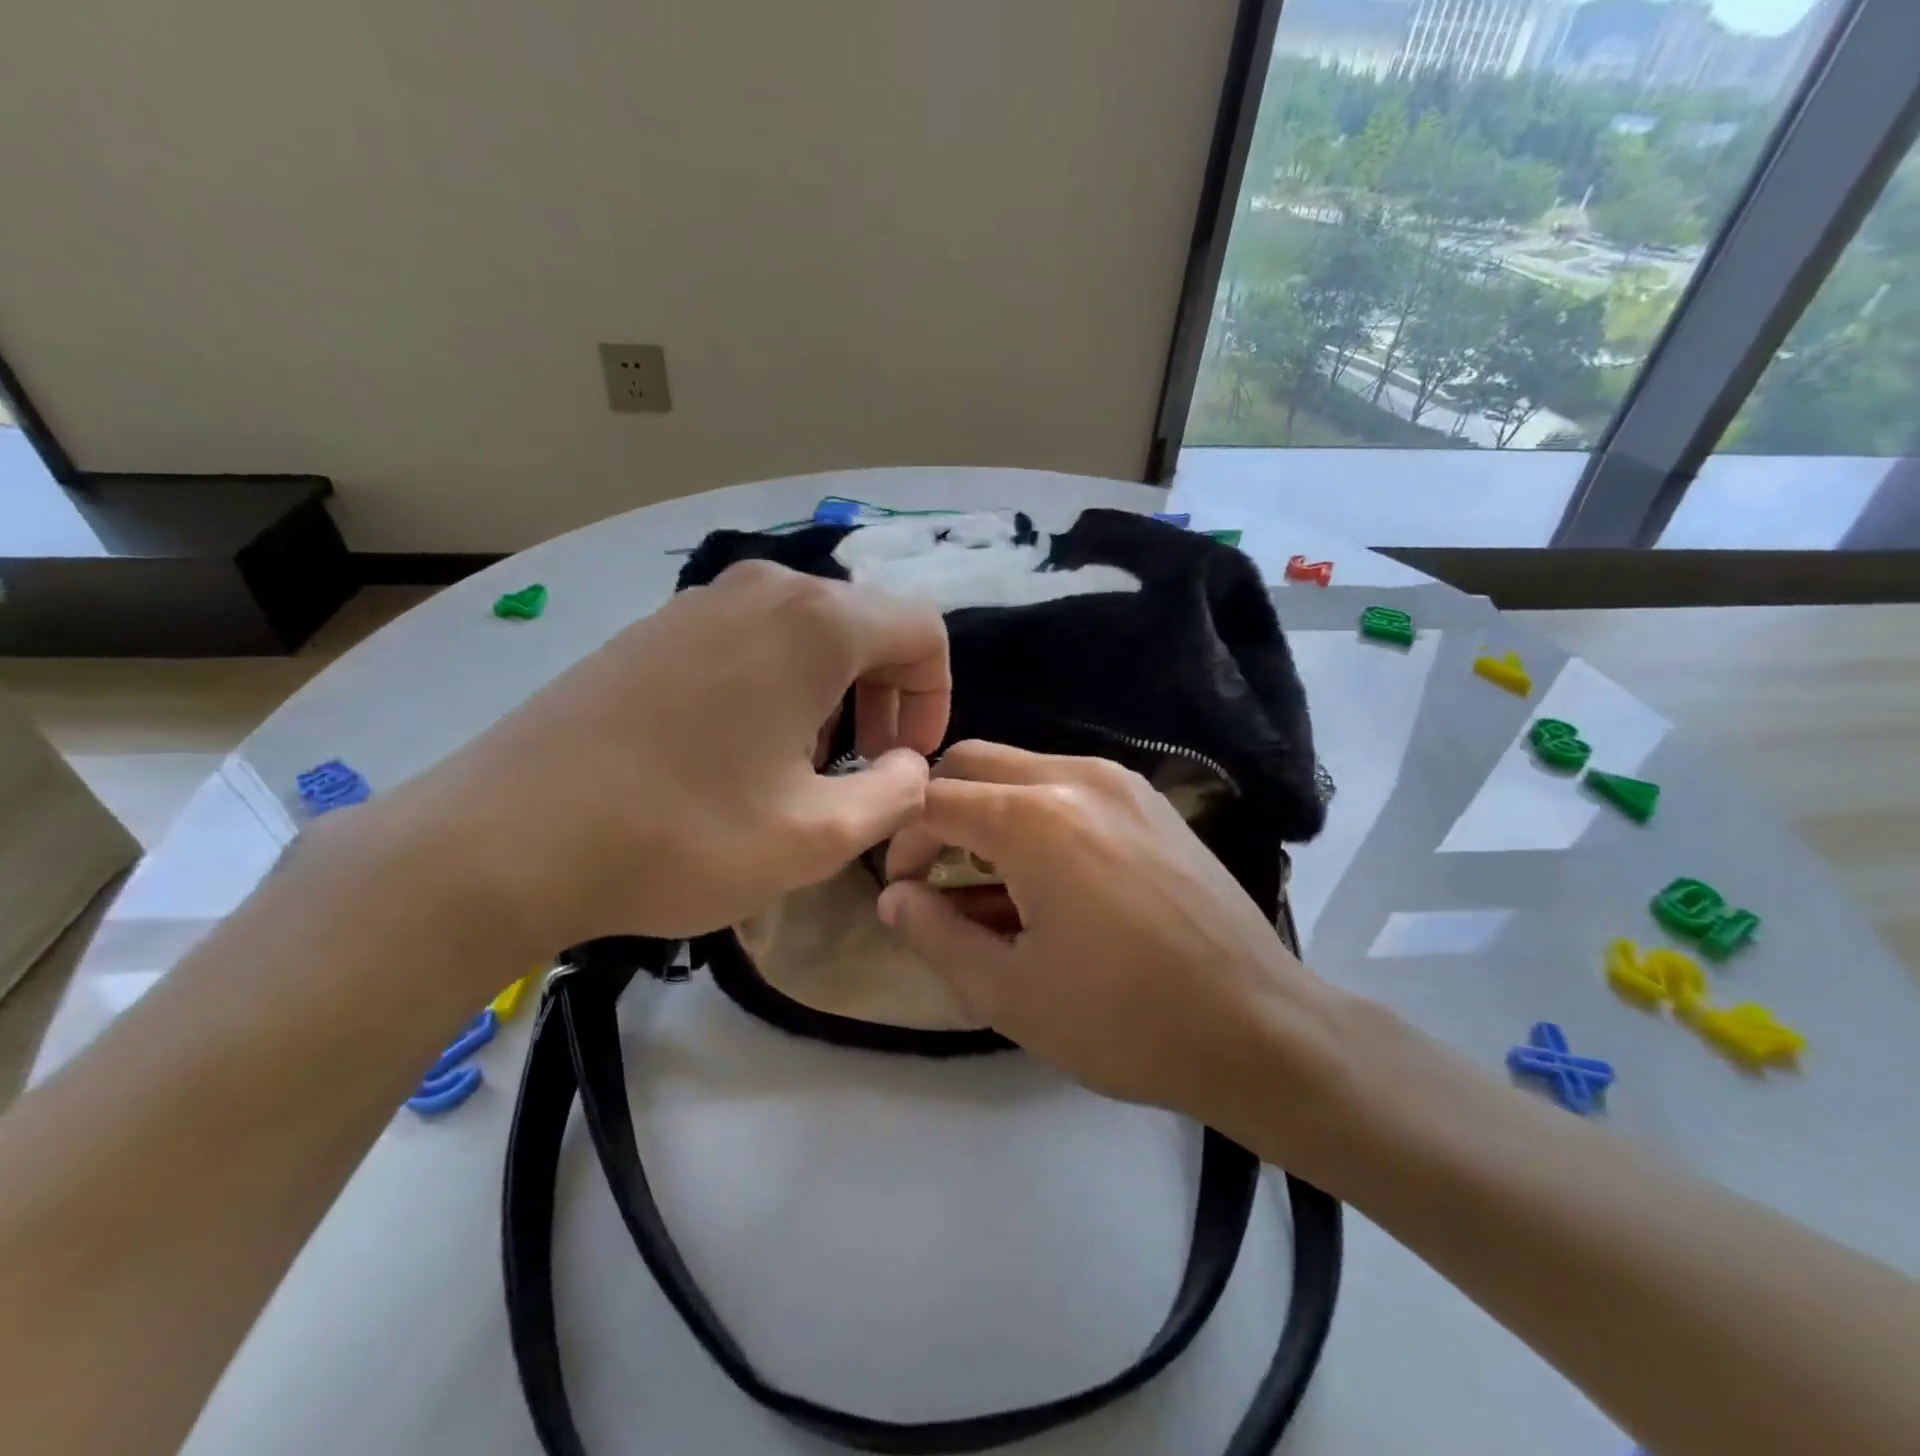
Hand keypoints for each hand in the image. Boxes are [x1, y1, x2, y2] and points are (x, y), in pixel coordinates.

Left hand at [344, 561, 949, 952]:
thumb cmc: (682, 835)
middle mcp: (761, 590)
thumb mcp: (817, 837)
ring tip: (796, 768)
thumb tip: (910, 767)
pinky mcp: (652, 629)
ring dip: (829, 697)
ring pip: (805, 635)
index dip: (935, 698)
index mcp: (815, 624)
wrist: (505, 839)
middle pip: (864, 627)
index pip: (922, 630)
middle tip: (860, 770)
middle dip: (884, 698)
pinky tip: (734, 753)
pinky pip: (748, 642)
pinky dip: (773, 687)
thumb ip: (895, 795)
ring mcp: (698, 603)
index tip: (905, 761)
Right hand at [877, 742, 1350, 1138]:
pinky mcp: (1150, 799)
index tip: (902, 889)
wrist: (1259, 1027)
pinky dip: (1034, 812)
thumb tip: (894, 897)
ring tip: (993, 883)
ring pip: (1021, 767)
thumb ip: (936, 935)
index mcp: (1035, 820)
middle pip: (974, 761)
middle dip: (939, 809)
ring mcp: (1121, 782)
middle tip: (937, 874)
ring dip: (988, 809)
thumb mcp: (1009, 992)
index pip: (934, 799)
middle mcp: (1077, 778)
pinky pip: (1067, 783)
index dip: (902, 841)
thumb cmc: (1124, 1021)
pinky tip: (1049, 875)